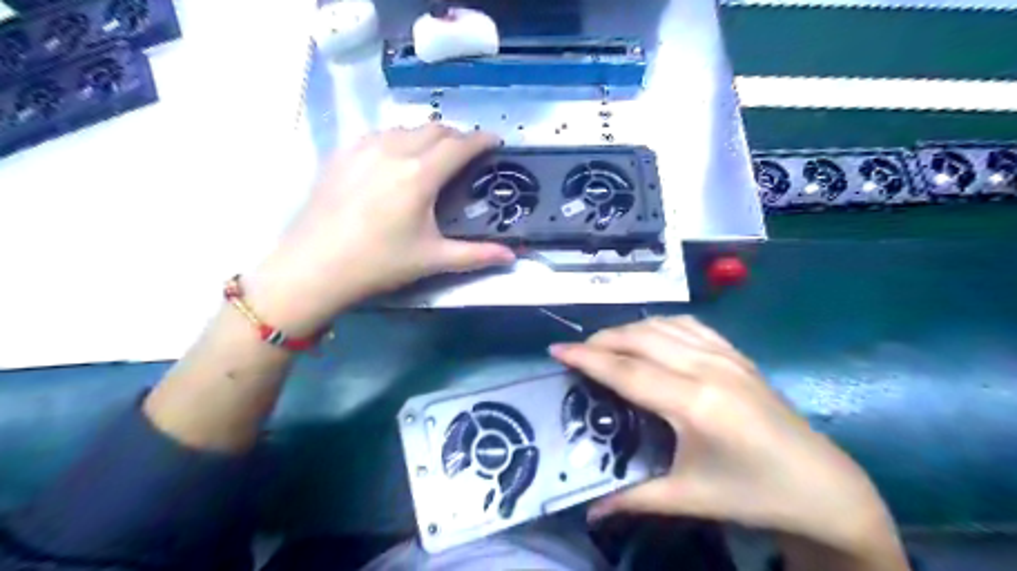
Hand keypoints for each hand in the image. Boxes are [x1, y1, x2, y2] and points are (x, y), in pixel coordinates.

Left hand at [248, 124, 516, 328]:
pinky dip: (399, 139)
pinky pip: (379, 135)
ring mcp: (364, 148)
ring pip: (406, 129)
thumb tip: (512, 256)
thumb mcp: (432, 259)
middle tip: (468, 154)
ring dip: (428, 136)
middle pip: (435, 129)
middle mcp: (394, 150)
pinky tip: (396, 159)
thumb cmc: (378, 263)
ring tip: (434, 155)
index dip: (482, 140)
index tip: (496, 141)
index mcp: (420, 175)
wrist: (313, 266)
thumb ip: (476, 255)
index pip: (460, 145)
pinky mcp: (342, 153)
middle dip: (457, 136)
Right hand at [553, 319, 908, 559]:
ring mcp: (725, 356)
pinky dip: (660, 325)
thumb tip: (589, 510)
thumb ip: (633, 498)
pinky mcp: (738, 355)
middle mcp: (707, 368)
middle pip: (640, 339)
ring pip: (663, 325)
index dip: (587, 359)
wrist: (823, 487)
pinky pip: (690, 325)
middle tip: (577, 353)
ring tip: (607, 344)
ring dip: (629, 329)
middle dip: (602, 340)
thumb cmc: (755, 494)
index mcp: (694, 403)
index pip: (626, 371)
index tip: (556, 351)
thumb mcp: (689, 497)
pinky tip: (651, 337)